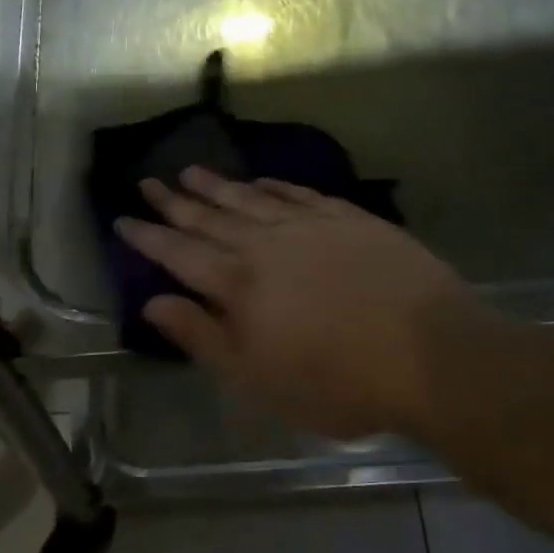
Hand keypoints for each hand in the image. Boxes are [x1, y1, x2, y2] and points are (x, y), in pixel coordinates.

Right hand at [117, 167, 504, 440]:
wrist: (431, 354)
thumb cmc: (337, 381)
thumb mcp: (257, 379)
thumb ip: (203, 337)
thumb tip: (153, 303)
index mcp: (239, 284)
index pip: (180, 253)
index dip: (148, 237)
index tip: (122, 219)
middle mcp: (266, 244)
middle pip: (210, 217)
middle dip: (175, 201)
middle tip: (149, 181)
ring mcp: (310, 226)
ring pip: (251, 198)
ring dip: (218, 185)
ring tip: (191, 170)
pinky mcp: (349, 219)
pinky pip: (299, 193)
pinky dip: (274, 184)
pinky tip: (260, 179)